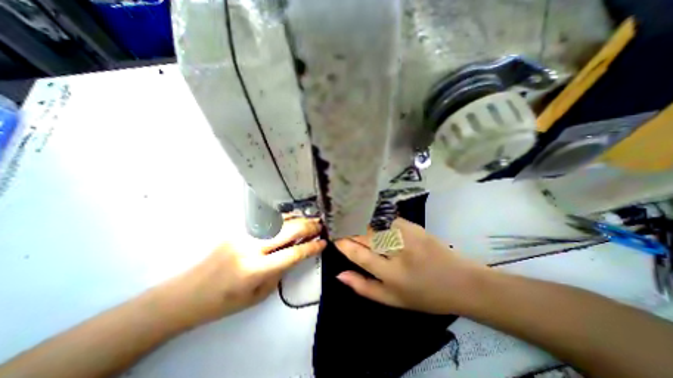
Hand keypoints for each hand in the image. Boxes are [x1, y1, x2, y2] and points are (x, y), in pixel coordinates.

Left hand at [167, 217, 325, 326]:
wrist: (186, 293)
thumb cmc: (224, 301)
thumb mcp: (258, 294)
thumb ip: (280, 272)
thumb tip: (296, 253)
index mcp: (255, 269)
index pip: (293, 254)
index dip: (311, 247)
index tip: (324, 243)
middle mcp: (250, 247)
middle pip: (288, 231)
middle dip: (308, 227)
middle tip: (321, 225)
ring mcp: (242, 234)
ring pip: (278, 221)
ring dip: (297, 219)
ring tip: (311, 219)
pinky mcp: (237, 228)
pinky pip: (266, 221)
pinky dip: (283, 218)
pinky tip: (292, 218)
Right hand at [336, 218, 488, 313]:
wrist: (461, 282)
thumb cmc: (424, 296)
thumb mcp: (392, 300)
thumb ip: (364, 287)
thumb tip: (339, 275)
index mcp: (392, 274)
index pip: (360, 255)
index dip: (344, 245)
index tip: (335, 237)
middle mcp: (398, 251)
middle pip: (366, 235)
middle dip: (350, 230)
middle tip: (341, 227)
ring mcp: (407, 235)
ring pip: (375, 224)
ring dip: (361, 223)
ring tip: (352, 222)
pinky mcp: (414, 226)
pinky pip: (388, 219)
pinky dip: (378, 219)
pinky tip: (373, 220)